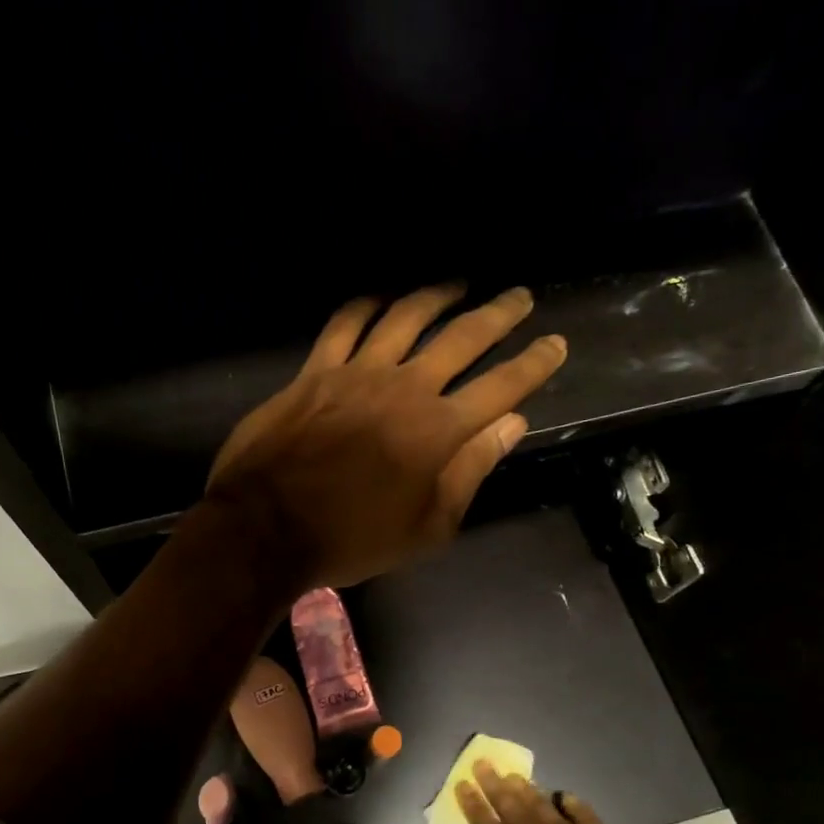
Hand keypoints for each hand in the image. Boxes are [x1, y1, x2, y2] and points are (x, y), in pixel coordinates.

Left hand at [208, 284, 565, 587]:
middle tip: (519, 296)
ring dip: (436, 295)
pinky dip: (365, 305)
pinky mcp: (314, 372)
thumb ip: (471, 472)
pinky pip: (344, 324)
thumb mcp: (427, 527)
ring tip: (458, 284)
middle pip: (462, 338)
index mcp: (439, 431)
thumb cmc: (353, 539)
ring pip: (405, 317)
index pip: (501, 386)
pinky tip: (381, 298)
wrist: (268, 528)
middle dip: (498, 314)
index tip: (556, 343)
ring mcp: (356, 373)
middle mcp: (405, 388)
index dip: (534, 364)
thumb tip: (512, 425)